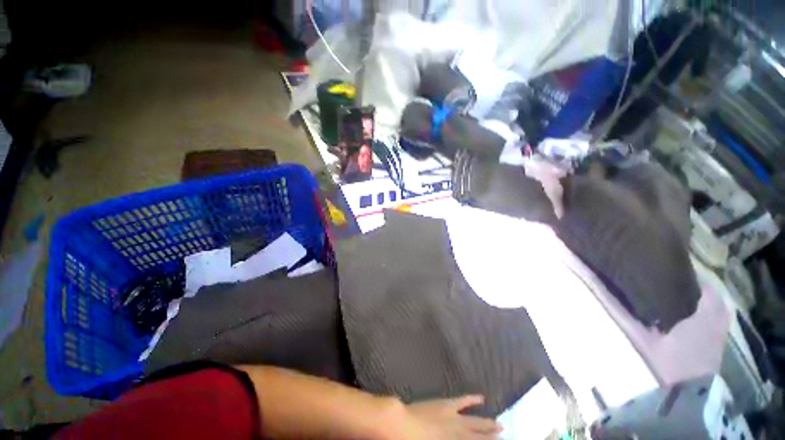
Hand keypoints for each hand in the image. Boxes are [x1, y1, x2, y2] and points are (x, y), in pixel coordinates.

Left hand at [387, 395, 501, 439]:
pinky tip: (481, 397)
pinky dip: (472, 399)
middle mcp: (457, 433)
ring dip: (487, 423)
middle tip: (504, 434)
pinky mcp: (445, 404)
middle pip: (478, 436)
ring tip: (499, 424)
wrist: (401, 426)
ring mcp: (452, 417)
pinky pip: (462, 401)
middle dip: (490, 436)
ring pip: (474, 420)